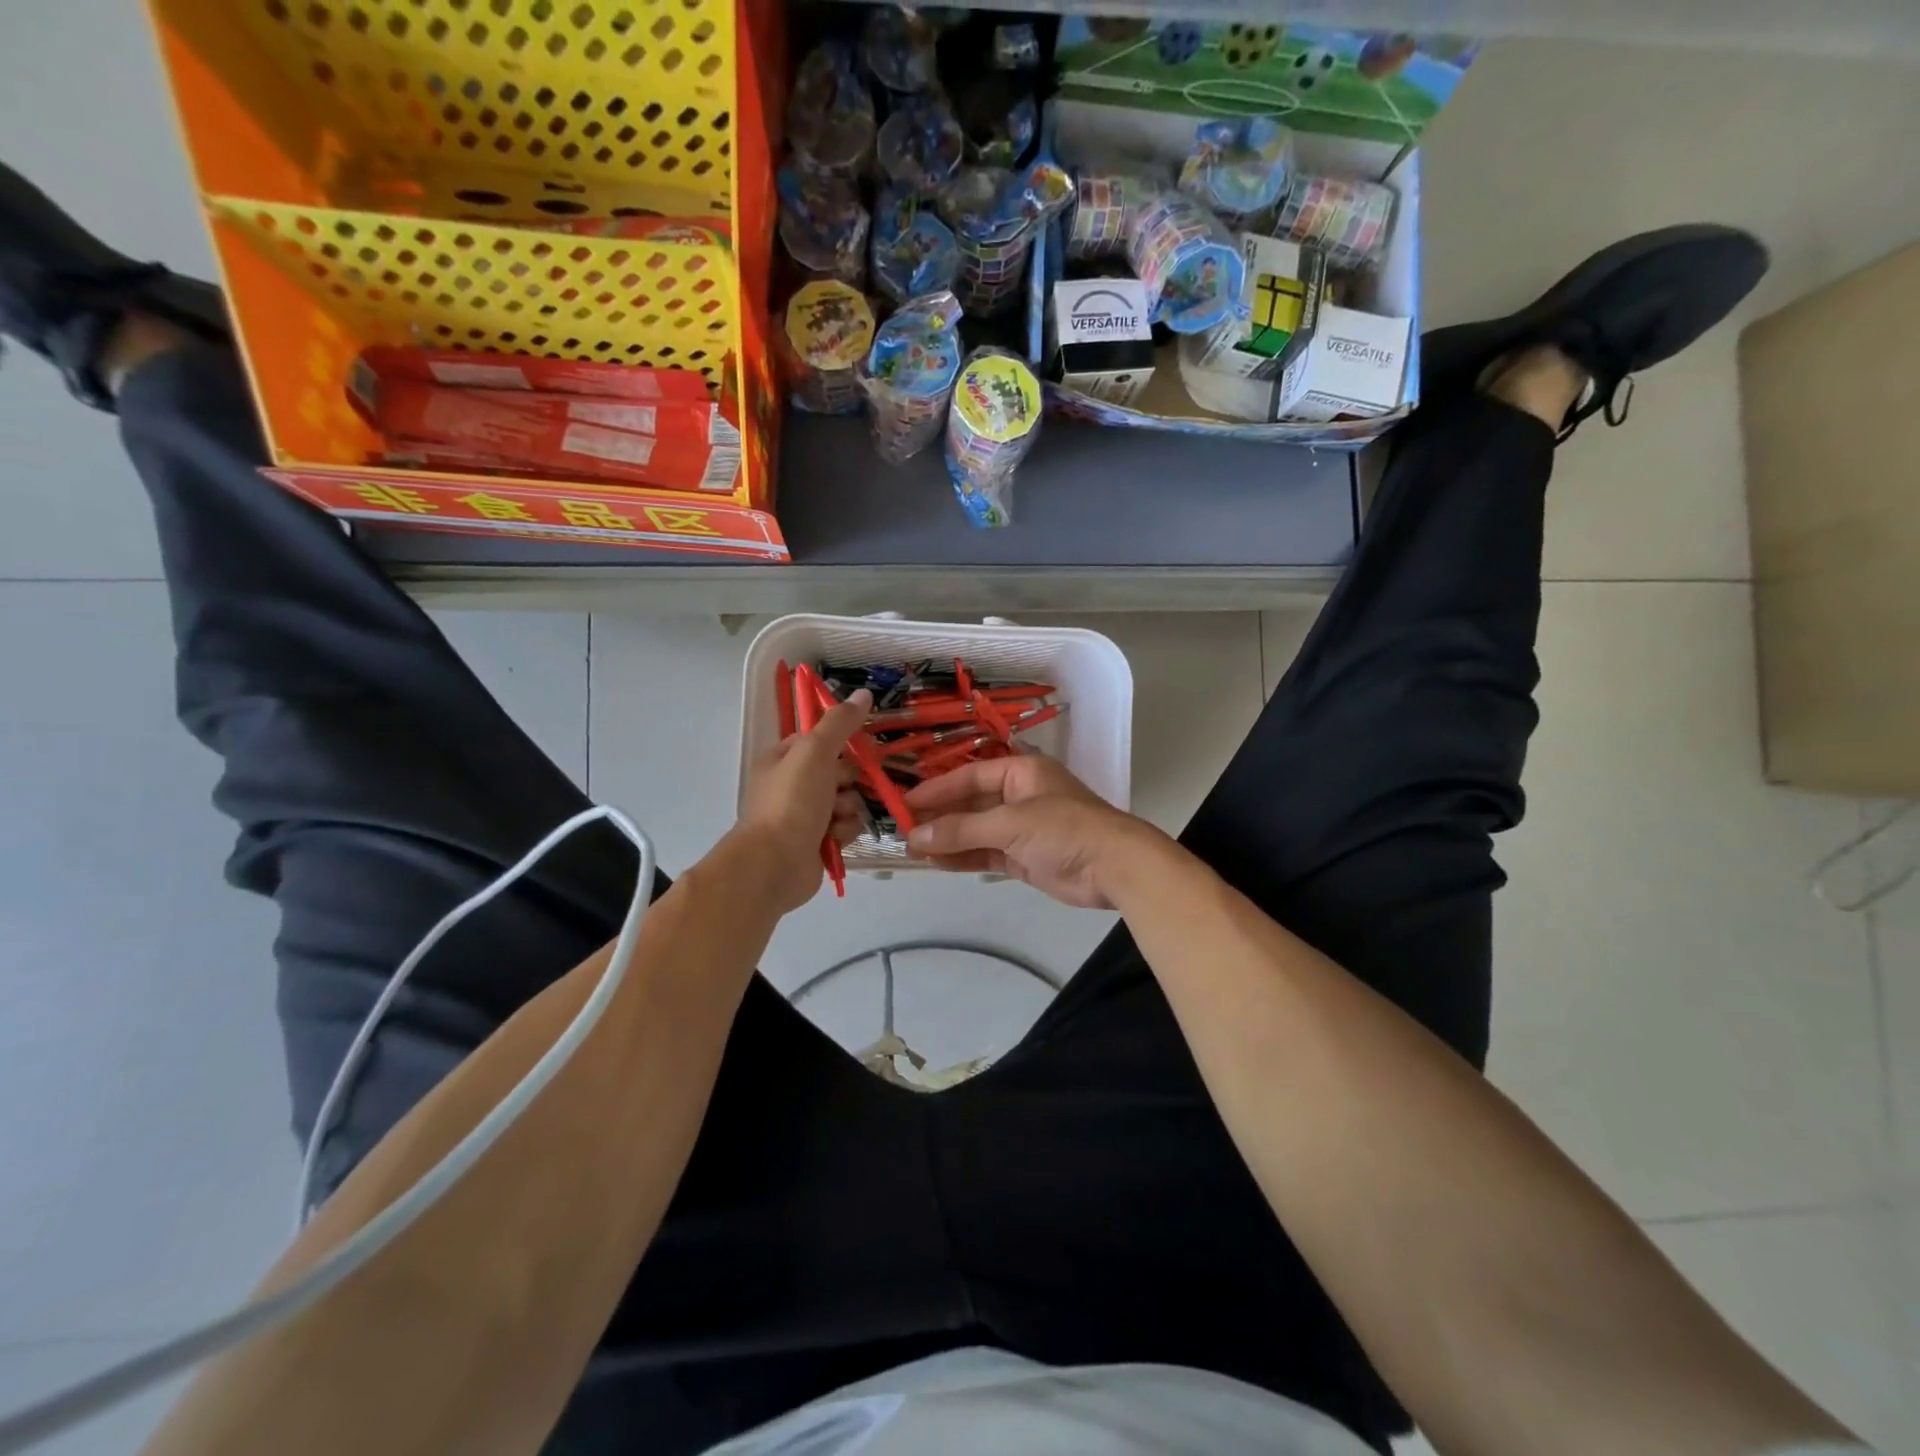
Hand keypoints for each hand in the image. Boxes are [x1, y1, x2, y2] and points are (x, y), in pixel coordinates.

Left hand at [733, 689, 871, 913]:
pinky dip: (844, 832)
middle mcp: (792, 786)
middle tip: (840, 789)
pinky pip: (845, 828)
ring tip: (835, 819)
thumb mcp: (815, 752)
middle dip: (848, 782)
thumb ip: (840, 723)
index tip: (861, 749)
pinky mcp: (817, 843)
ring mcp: (804, 816)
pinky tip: (835, 838)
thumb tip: (864, 693)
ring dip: (848, 809)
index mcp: (783, 759)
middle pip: (839, 773)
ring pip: (847, 802)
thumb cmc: (791, 802)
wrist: (774, 864)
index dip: (842, 745)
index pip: (821, 741)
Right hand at [903, 752, 1148, 908]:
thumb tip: (914, 835)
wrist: (1114, 867)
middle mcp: (1020, 796)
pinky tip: (936, 862)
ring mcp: (1022, 829)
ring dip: (947, 839)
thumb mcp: (1009, 823)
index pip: (970, 775)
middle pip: (971, 803)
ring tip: (912, 849)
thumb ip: (961, 829)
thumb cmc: (1064, 829)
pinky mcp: (1024, 857)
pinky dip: (963, 858)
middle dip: (940, 816)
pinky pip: (986, 854)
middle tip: (903, 828)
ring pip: (976, 831)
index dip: (937, 788)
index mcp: (1021, 771)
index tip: (905, 802)